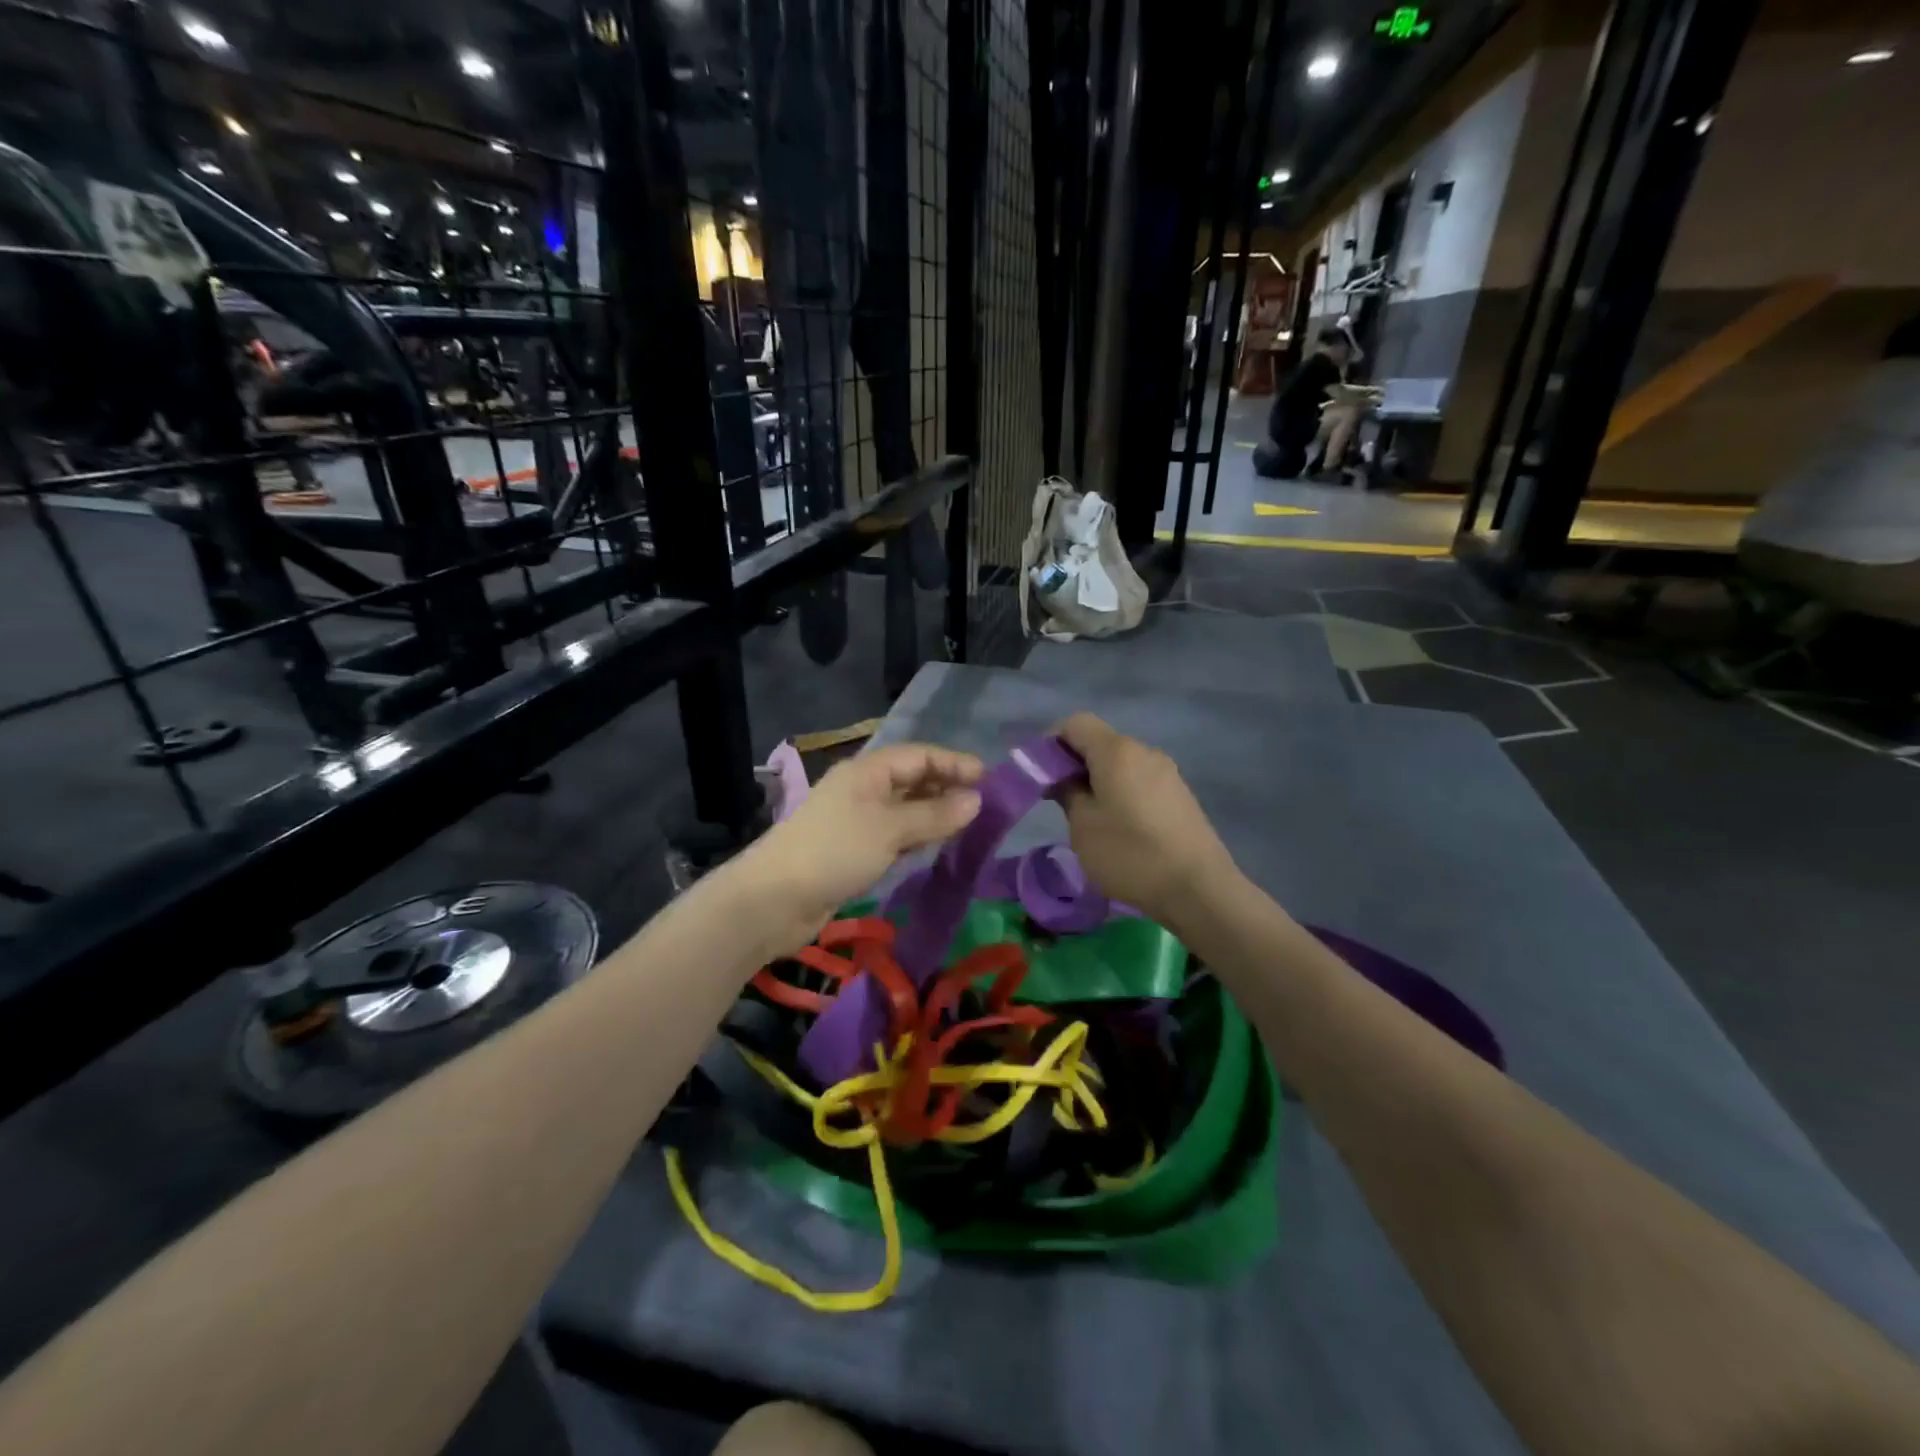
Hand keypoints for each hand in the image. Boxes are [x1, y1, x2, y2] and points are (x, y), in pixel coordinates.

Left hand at [735, 743, 984, 952]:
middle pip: (913, 780)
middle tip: (986, 806)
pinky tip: (937, 848)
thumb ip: (934, 815)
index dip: (955, 764)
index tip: (990, 780)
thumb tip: (976, 800)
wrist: (774, 900)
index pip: (920, 756)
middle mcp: (863, 789)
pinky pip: (895, 836)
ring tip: (970, 827)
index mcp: (868, 771)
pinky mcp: (854, 851)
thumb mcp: (889, 829)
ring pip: (905, 810)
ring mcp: (857, 821)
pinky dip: (917, 839)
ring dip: (935, 815)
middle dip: (948, 789)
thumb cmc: (835, 852)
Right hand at [1055, 714, 1235, 926]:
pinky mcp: (1180, 796)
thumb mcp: (1083, 826)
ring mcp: (1167, 773)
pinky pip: (1140, 781)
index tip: (1040, 774)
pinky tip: (1120, 827)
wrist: (1198, 889)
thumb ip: (1067, 793)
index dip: (1051, 742)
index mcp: (1117, 751)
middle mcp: (1145, 751)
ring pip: (1121, 764)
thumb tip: (1062, 778)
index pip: (1075, 723)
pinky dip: (1121, 793)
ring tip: (1089, 818)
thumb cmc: (1130, 854)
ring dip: (1099, 781)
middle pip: (1100, 743)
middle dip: (1074, 764)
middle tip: (1058, 800)